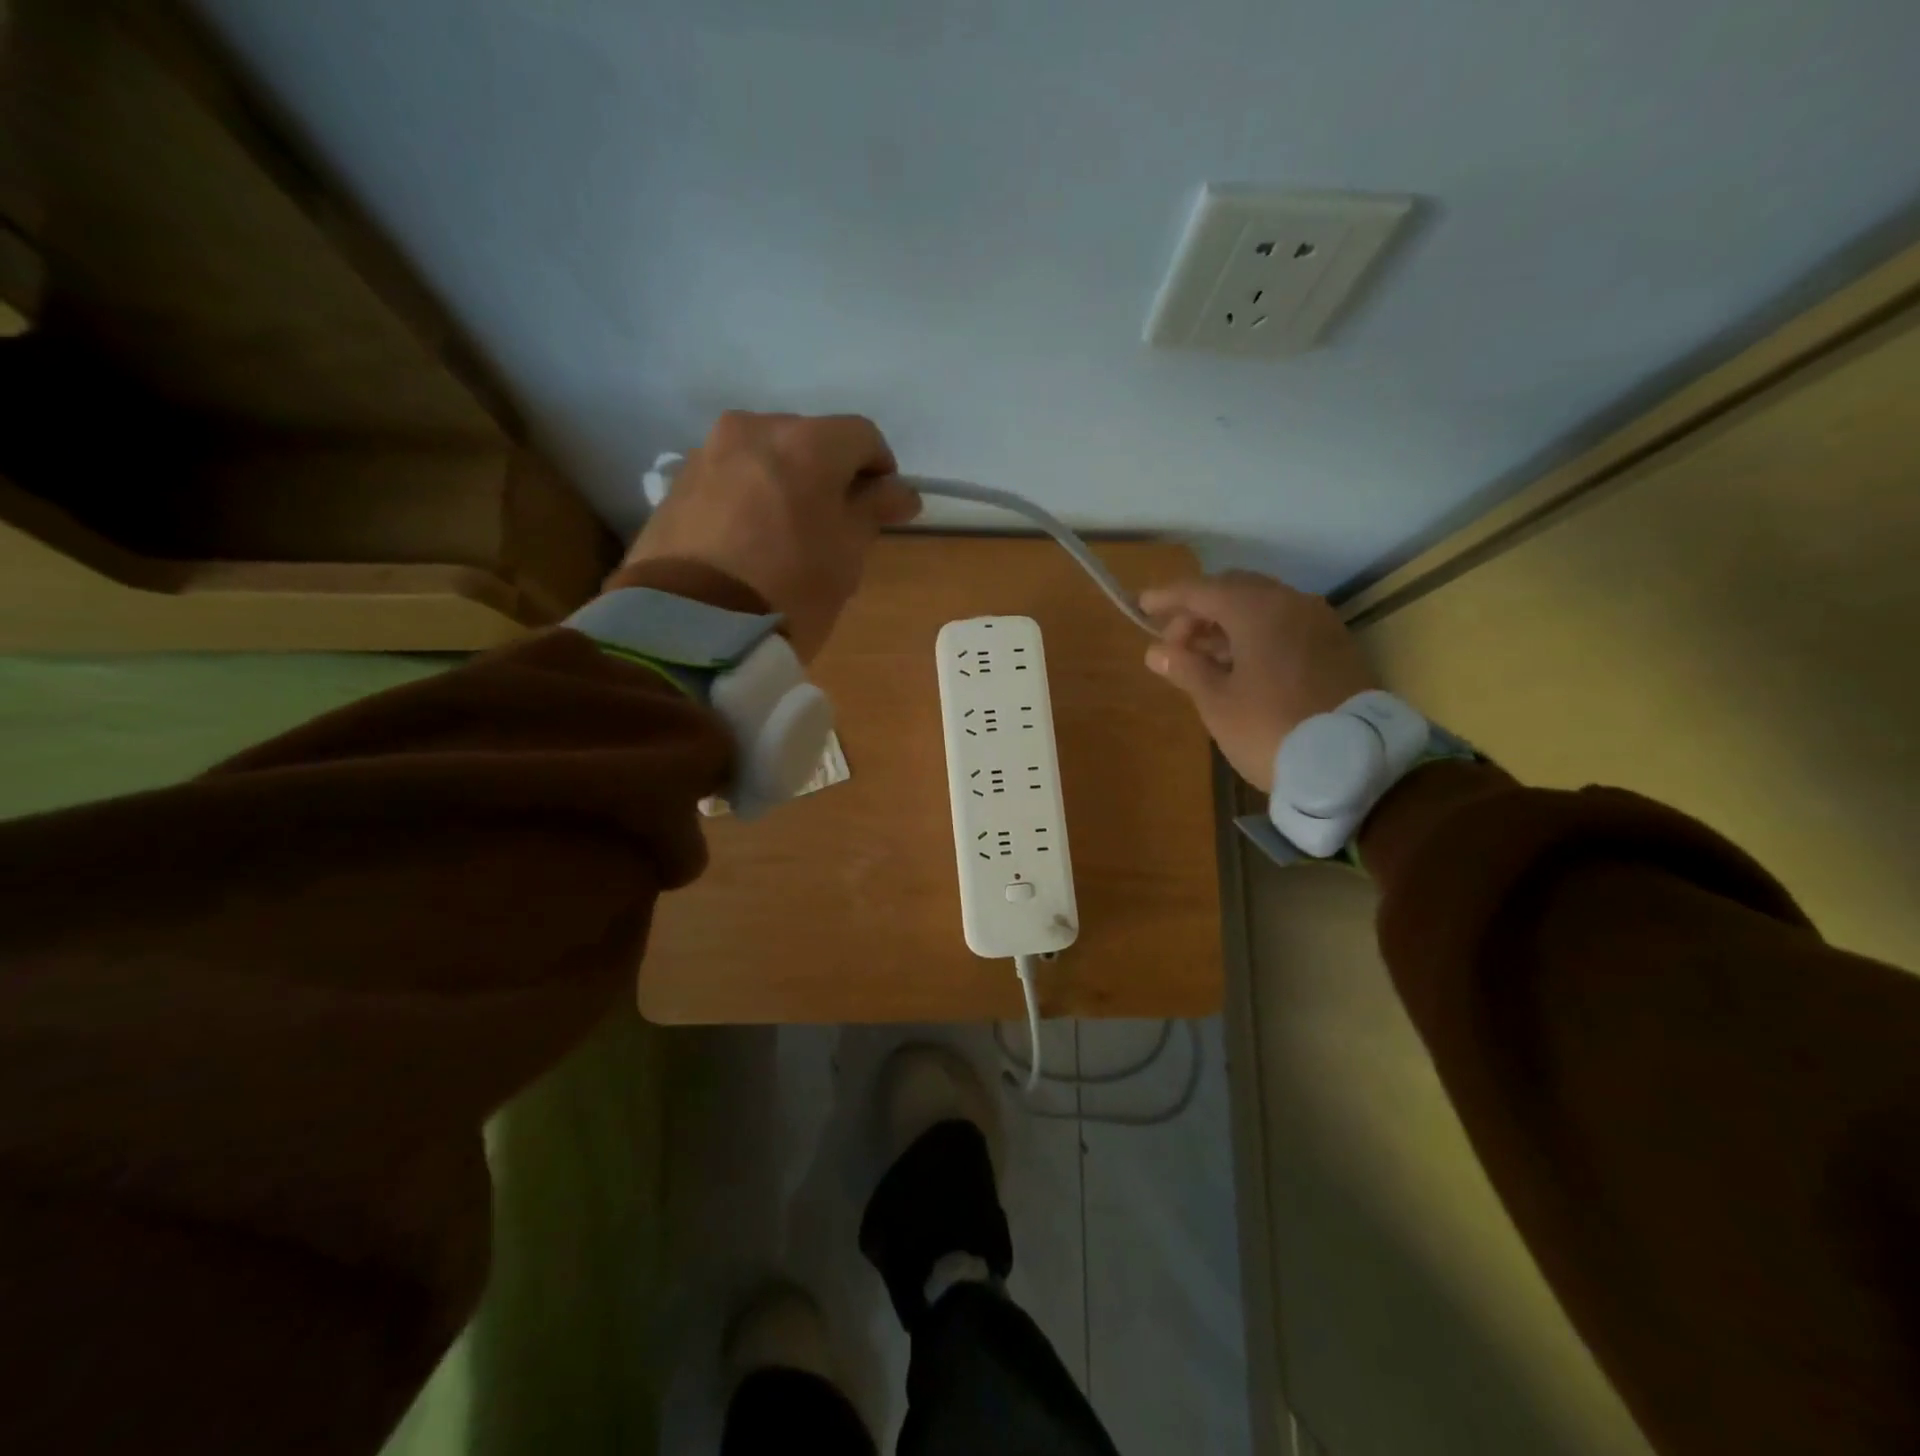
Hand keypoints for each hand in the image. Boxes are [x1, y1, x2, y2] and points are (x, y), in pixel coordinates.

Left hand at [620, 411, 920, 659]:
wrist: (691, 629)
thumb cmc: (789, 591)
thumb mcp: (846, 557)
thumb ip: (873, 511)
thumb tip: (900, 491)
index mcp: (807, 443)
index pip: (862, 436)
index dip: (880, 470)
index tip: (882, 508)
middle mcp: (755, 429)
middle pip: (809, 439)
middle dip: (828, 473)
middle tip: (834, 524)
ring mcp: (709, 451)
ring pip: (766, 455)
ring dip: (786, 481)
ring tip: (786, 532)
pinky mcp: (677, 481)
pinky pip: (730, 476)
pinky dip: (749, 494)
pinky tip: (748, 537)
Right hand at [1140, 571, 1376, 791]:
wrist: (1352, 764)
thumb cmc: (1269, 729)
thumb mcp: (1217, 702)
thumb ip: (1186, 668)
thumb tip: (1158, 651)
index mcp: (1257, 609)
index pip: (1202, 590)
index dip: (1169, 597)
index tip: (1142, 605)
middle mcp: (1291, 603)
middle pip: (1234, 591)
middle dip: (1199, 611)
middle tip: (1173, 642)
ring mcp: (1319, 622)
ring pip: (1262, 607)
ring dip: (1227, 624)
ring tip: (1202, 658)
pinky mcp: (1336, 646)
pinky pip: (1285, 625)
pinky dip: (1256, 635)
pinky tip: (1241, 665)